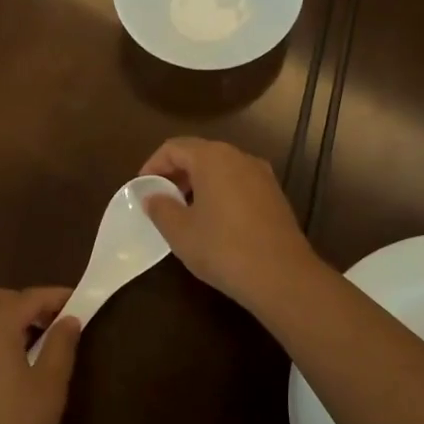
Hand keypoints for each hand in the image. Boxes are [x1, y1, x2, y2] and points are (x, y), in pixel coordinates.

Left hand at [0, 287, 81, 423]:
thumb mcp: (51, 385)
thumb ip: (61, 345)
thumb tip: (68, 319)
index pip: (29, 299)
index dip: (55, 297)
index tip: (78, 301)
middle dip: (24, 301)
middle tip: (52, 320)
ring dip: (0, 312)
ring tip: (27, 334)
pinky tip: (0, 351)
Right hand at [139, 137, 321, 308]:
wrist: (282, 276)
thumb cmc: (223, 248)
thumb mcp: (180, 231)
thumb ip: (160, 208)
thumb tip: (151, 196)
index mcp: (213, 158)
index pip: (174, 147)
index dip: (153, 165)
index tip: (141, 188)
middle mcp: (240, 157)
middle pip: (199, 154)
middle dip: (176, 173)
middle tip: (160, 199)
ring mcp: (262, 175)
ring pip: (221, 168)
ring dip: (198, 183)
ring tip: (184, 212)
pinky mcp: (275, 195)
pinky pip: (239, 183)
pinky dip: (220, 192)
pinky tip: (214, 221)